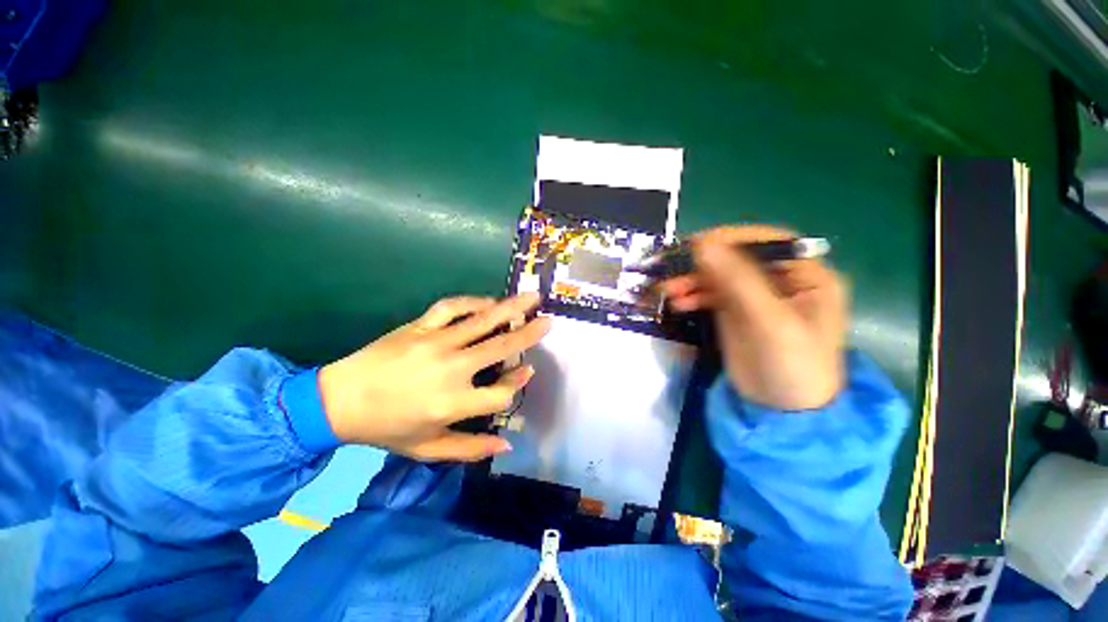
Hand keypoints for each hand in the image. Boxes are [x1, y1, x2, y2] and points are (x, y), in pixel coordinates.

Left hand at [318, 293, 551, 461]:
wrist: (337, 401)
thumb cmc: (385, 428)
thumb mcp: (426, 449)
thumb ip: (470, 449)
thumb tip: (506, 444)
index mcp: (453, 403)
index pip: (501, 392)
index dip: (518, 382)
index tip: (528, 371)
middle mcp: (451, 369)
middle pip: (500, 347)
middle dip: (529, 334)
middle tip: (549, 322)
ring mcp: (435, 342)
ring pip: (482, 321)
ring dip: (510, 309)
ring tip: (531, 298)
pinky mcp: (419, 326)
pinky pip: (452, 308)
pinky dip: (473, 301)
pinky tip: (488, 300)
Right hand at [662, 226, 847, 409]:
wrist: (780, 412)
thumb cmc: (791, 366)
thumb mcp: (769, 322)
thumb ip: (738, 281)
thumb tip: (703, 244)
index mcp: (806, 276)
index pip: (767, 241)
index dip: (731, 238)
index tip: (695, 244)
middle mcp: (781, 280)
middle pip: (737, 258)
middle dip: (703, 264)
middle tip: (671, 269)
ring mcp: (755, 296)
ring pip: (719, 275)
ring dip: (692, 280)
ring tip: (668, 291)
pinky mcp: (735, 311)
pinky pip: (710, 294)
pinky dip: (693, 295)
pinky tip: (678, 303)